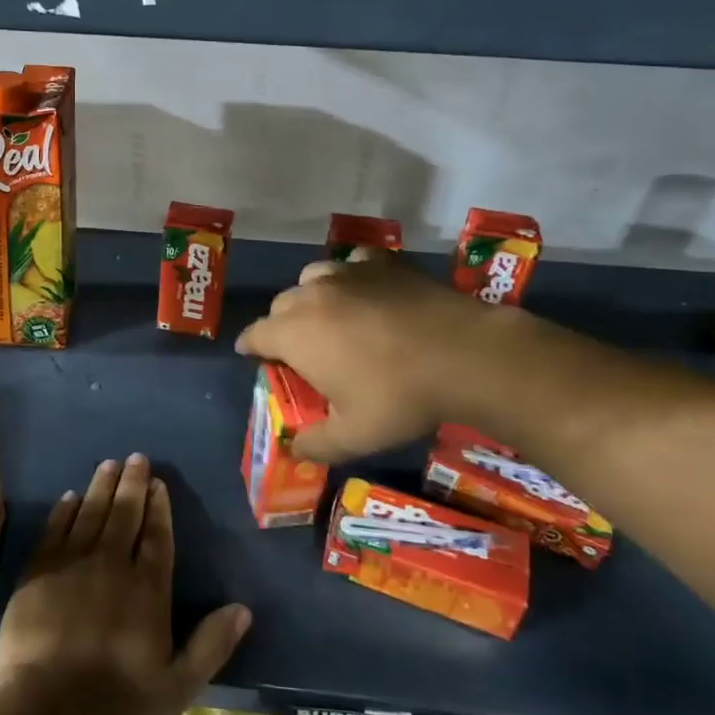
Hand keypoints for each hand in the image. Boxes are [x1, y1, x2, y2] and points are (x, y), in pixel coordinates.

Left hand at [0, 454, 250, 714]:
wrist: (45, 707)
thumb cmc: (114, 700)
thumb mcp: (176, 687)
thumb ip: (211, 645)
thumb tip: (244, 609)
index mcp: (146, 588)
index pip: (156, 537)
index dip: (159, 508)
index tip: (158, 483)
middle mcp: (112, 564)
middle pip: (124, 514)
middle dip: (132, 484)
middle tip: (136, 458)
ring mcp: (72, 564)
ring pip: (91, 513)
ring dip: (101, 486)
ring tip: (109, 464)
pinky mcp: (39, 571)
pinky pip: (55, 529)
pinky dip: (64, 511)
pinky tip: (70, 497)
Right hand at [236, 248, 514, 462]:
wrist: (463, 354)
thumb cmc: (399, 396)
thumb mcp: (355, 435)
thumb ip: (316, 444)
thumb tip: (292, 450)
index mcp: (295, 334)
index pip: (256, 334)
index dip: (250, 346)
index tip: (252, 354)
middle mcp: (312, 296)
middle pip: (281, 305)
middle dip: (281, 325)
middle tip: (298, 349)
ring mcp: (347, 274)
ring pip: (311, 279)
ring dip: (310, 297)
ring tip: (327, 316)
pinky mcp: (381, 264)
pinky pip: (351, 263)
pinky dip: (348, 277)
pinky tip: (363, 291)